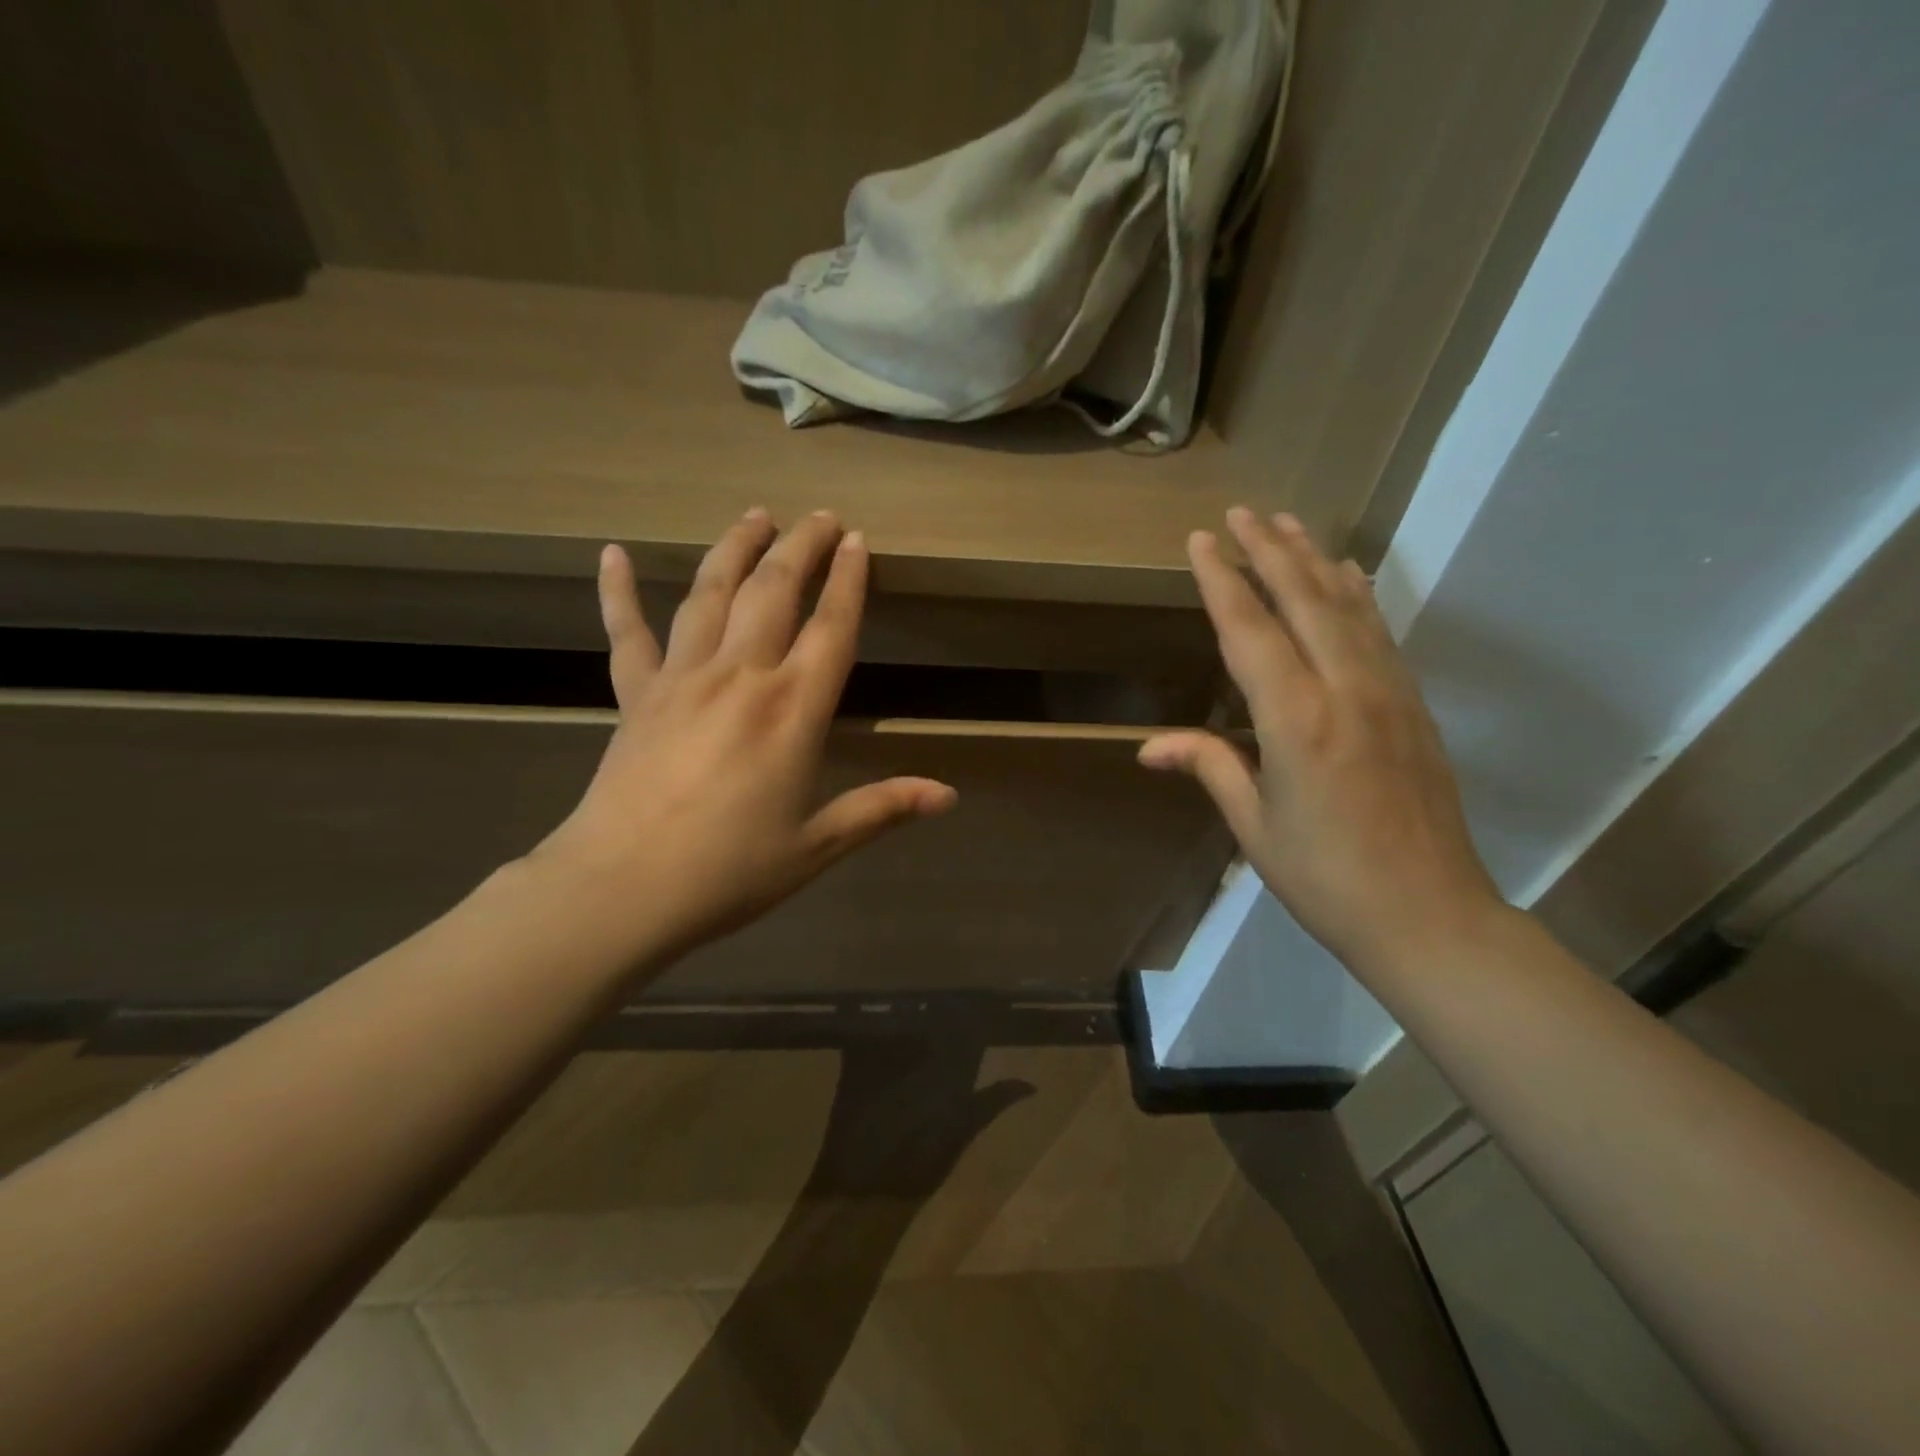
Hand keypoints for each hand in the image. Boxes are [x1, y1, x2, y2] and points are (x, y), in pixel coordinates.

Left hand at [534, 509, 956, 962]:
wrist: (622, 888)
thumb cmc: (729, 870)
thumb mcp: (817, 844)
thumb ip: (883, 808)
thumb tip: (949, 795)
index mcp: (792, 710)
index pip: (830, 627)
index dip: (848, 580)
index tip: (858, 540)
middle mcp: (740, 676)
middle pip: (774, 590)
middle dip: (801, 546)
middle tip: (820, 516)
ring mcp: (681, 678)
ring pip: (710, 592)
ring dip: (736, 548)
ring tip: (755, 516)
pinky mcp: (635, 694)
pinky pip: (626, 632)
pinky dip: (617, 591)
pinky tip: (611, 553)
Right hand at [1139, 508, 1503, 974]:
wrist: (1429, 916)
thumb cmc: (1324, 878)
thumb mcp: (1253, 826)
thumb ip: (1209, 766)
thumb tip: (1149, 746)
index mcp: (1295, 721)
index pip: (1249, 631)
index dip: (1222, 581)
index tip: (1202, 540)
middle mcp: (1344, 690)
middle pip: (1303, 601)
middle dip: (1268, 551)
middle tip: (1243, 513)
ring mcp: (1388, 693)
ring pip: (1347, 607)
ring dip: (1314, 561)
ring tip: (1289, 525)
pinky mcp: (1414, 706)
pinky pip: (1380, 633)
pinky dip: (1358, 596)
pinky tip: (1347, 575)